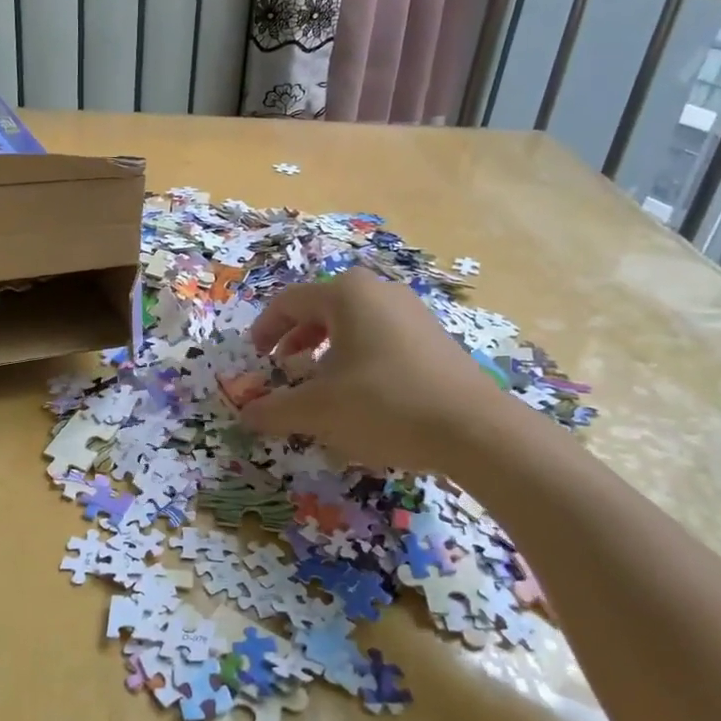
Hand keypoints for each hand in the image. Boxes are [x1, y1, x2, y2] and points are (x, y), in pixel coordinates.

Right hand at [239, 270, 527, 474]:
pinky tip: (361, 395)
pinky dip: (357, 359)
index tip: (255, 358)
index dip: (265, 329)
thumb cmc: (383, 404)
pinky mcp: (433, 338)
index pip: (289, 302)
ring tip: (319, 385)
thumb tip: (246, 414)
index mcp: (347, 294)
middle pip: (322, 309)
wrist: (473, 429)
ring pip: (353, 325)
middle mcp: (380, 291)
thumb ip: (274, 409)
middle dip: (296, 340)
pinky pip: (381, 338)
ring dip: (326, 351)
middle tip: (283, 369)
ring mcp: (412, 312)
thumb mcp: (318, 410)